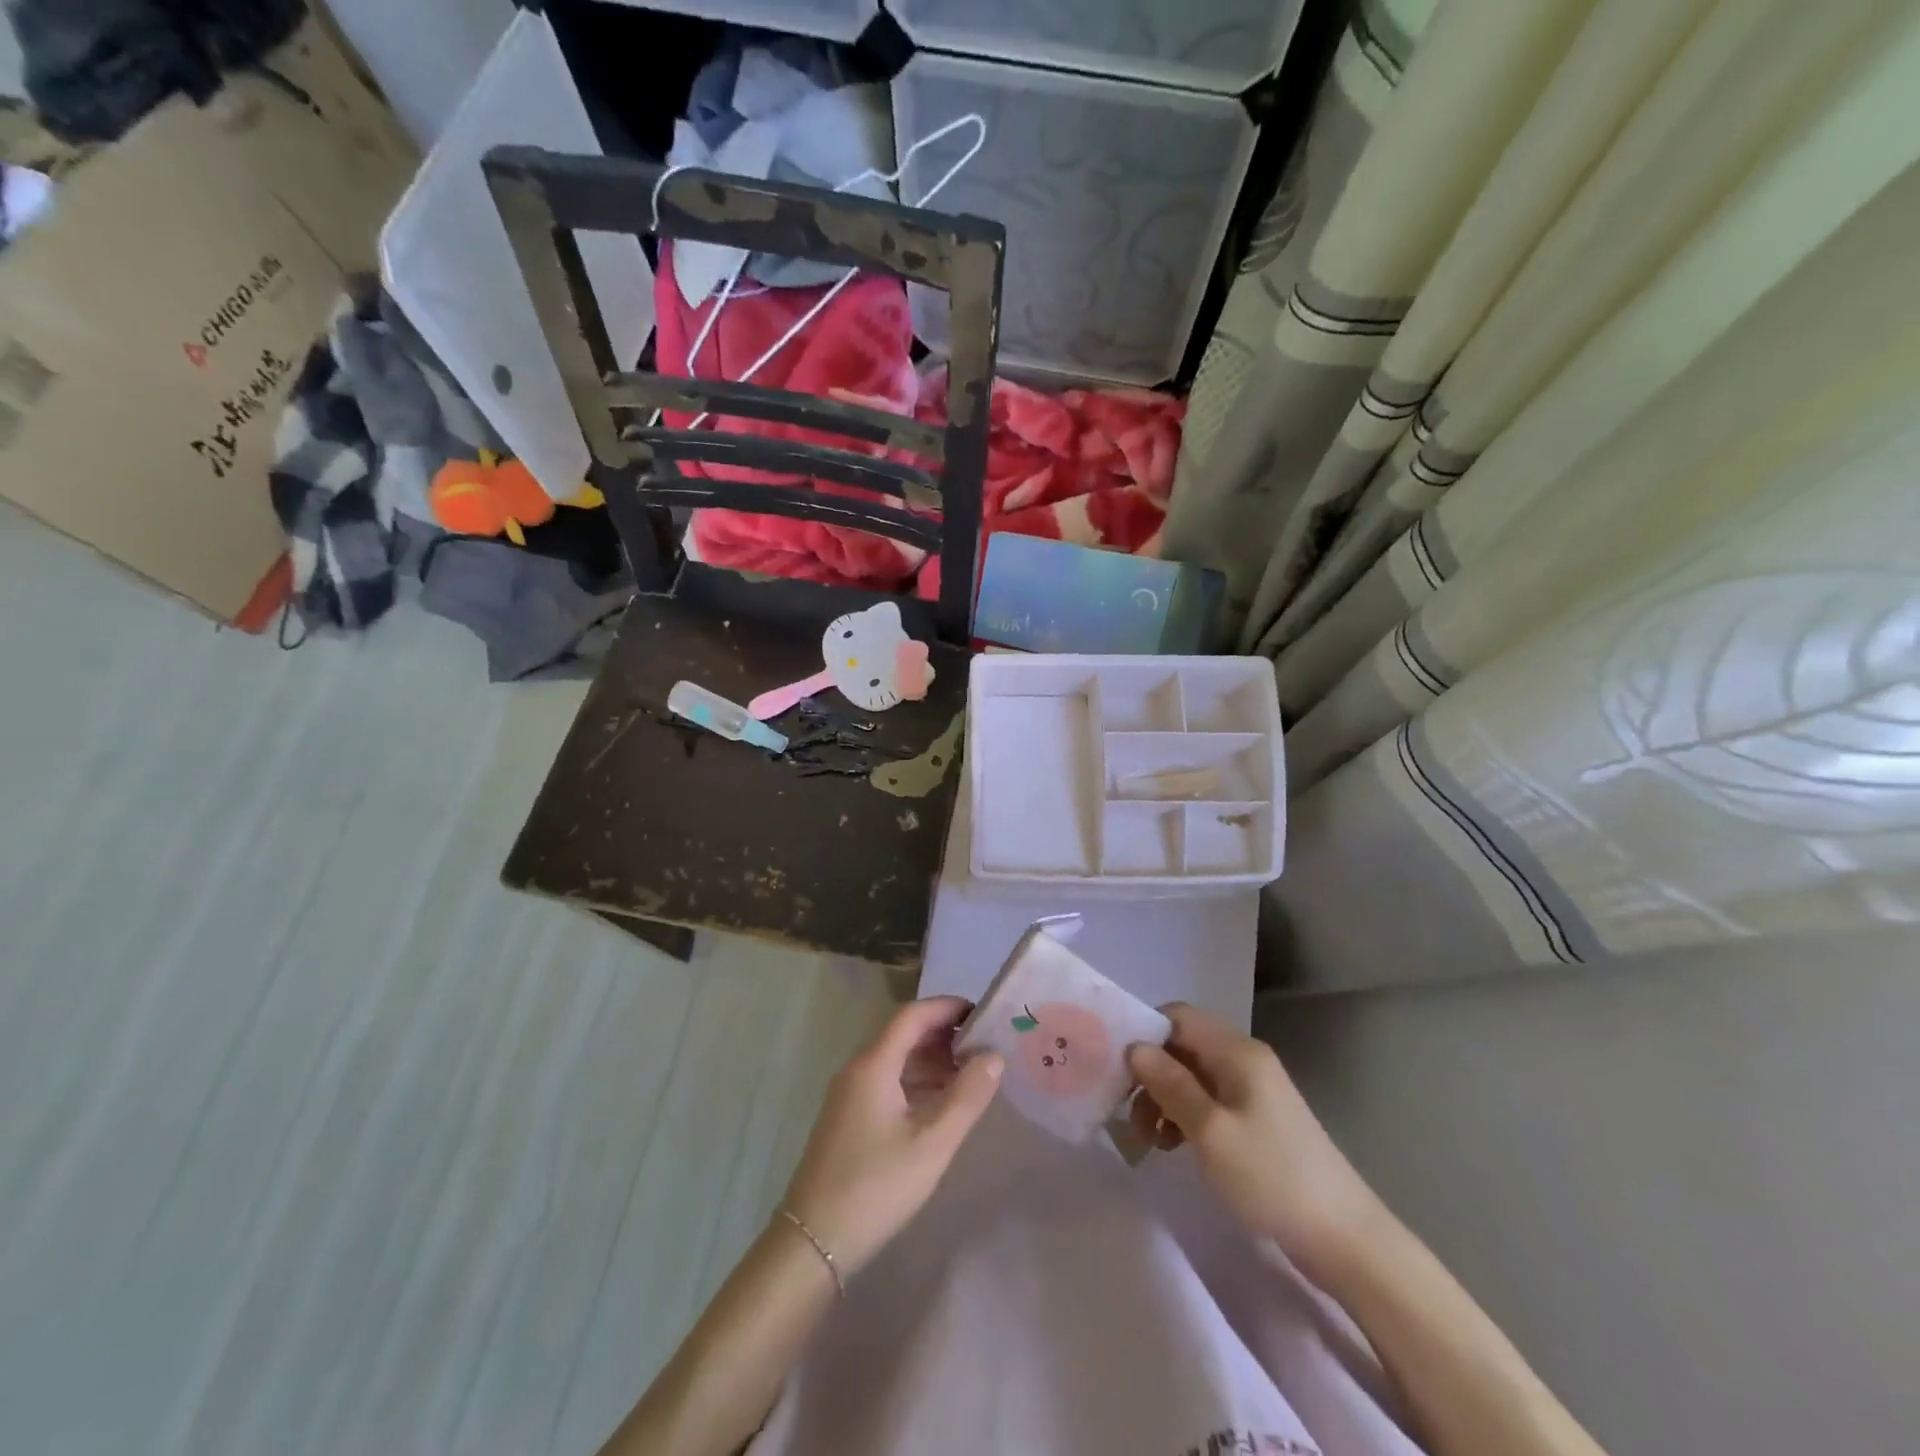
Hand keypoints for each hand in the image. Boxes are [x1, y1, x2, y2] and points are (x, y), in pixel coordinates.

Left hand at [781, 996, 1002, 1277]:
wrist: (813, 1243)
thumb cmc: (876, 1187)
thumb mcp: (931, 1144)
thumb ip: (967, 1097)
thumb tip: (994, 1056)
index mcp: (873, 1064)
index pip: (913, 1015)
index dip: (947, 1008)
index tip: (983, 1014)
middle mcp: (857, 1069)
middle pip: (903, 1034)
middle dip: (944, 1035)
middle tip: (984, 1046)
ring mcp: (849, 1094)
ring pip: (895, 1060)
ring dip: (931, 1060)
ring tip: (971, 1075)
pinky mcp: (848, 1118)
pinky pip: (886, 1082)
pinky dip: (916, 1082)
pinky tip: (940, 1104)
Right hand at [1127, 1003, 1379, 1266]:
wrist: (1344, 1239)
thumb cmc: (1271, 1177)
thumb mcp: (1210, 1130)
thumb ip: (1170, 1084)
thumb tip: (1135, 1048)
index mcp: (1236, 1051)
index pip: (1177, 1015)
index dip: (1144, 1034)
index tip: (1118, 1070)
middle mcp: (1244, 1059)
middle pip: (1182, 1045)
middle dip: (1150, 1073)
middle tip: (1128, 1114)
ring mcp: (1253, 1090)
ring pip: (1192, 1075)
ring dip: (1164, 1098)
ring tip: (1149, 1139)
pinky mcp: (1256, 1119)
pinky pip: (1208, 1100)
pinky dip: (1184, 1115)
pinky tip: (1173, 1145)